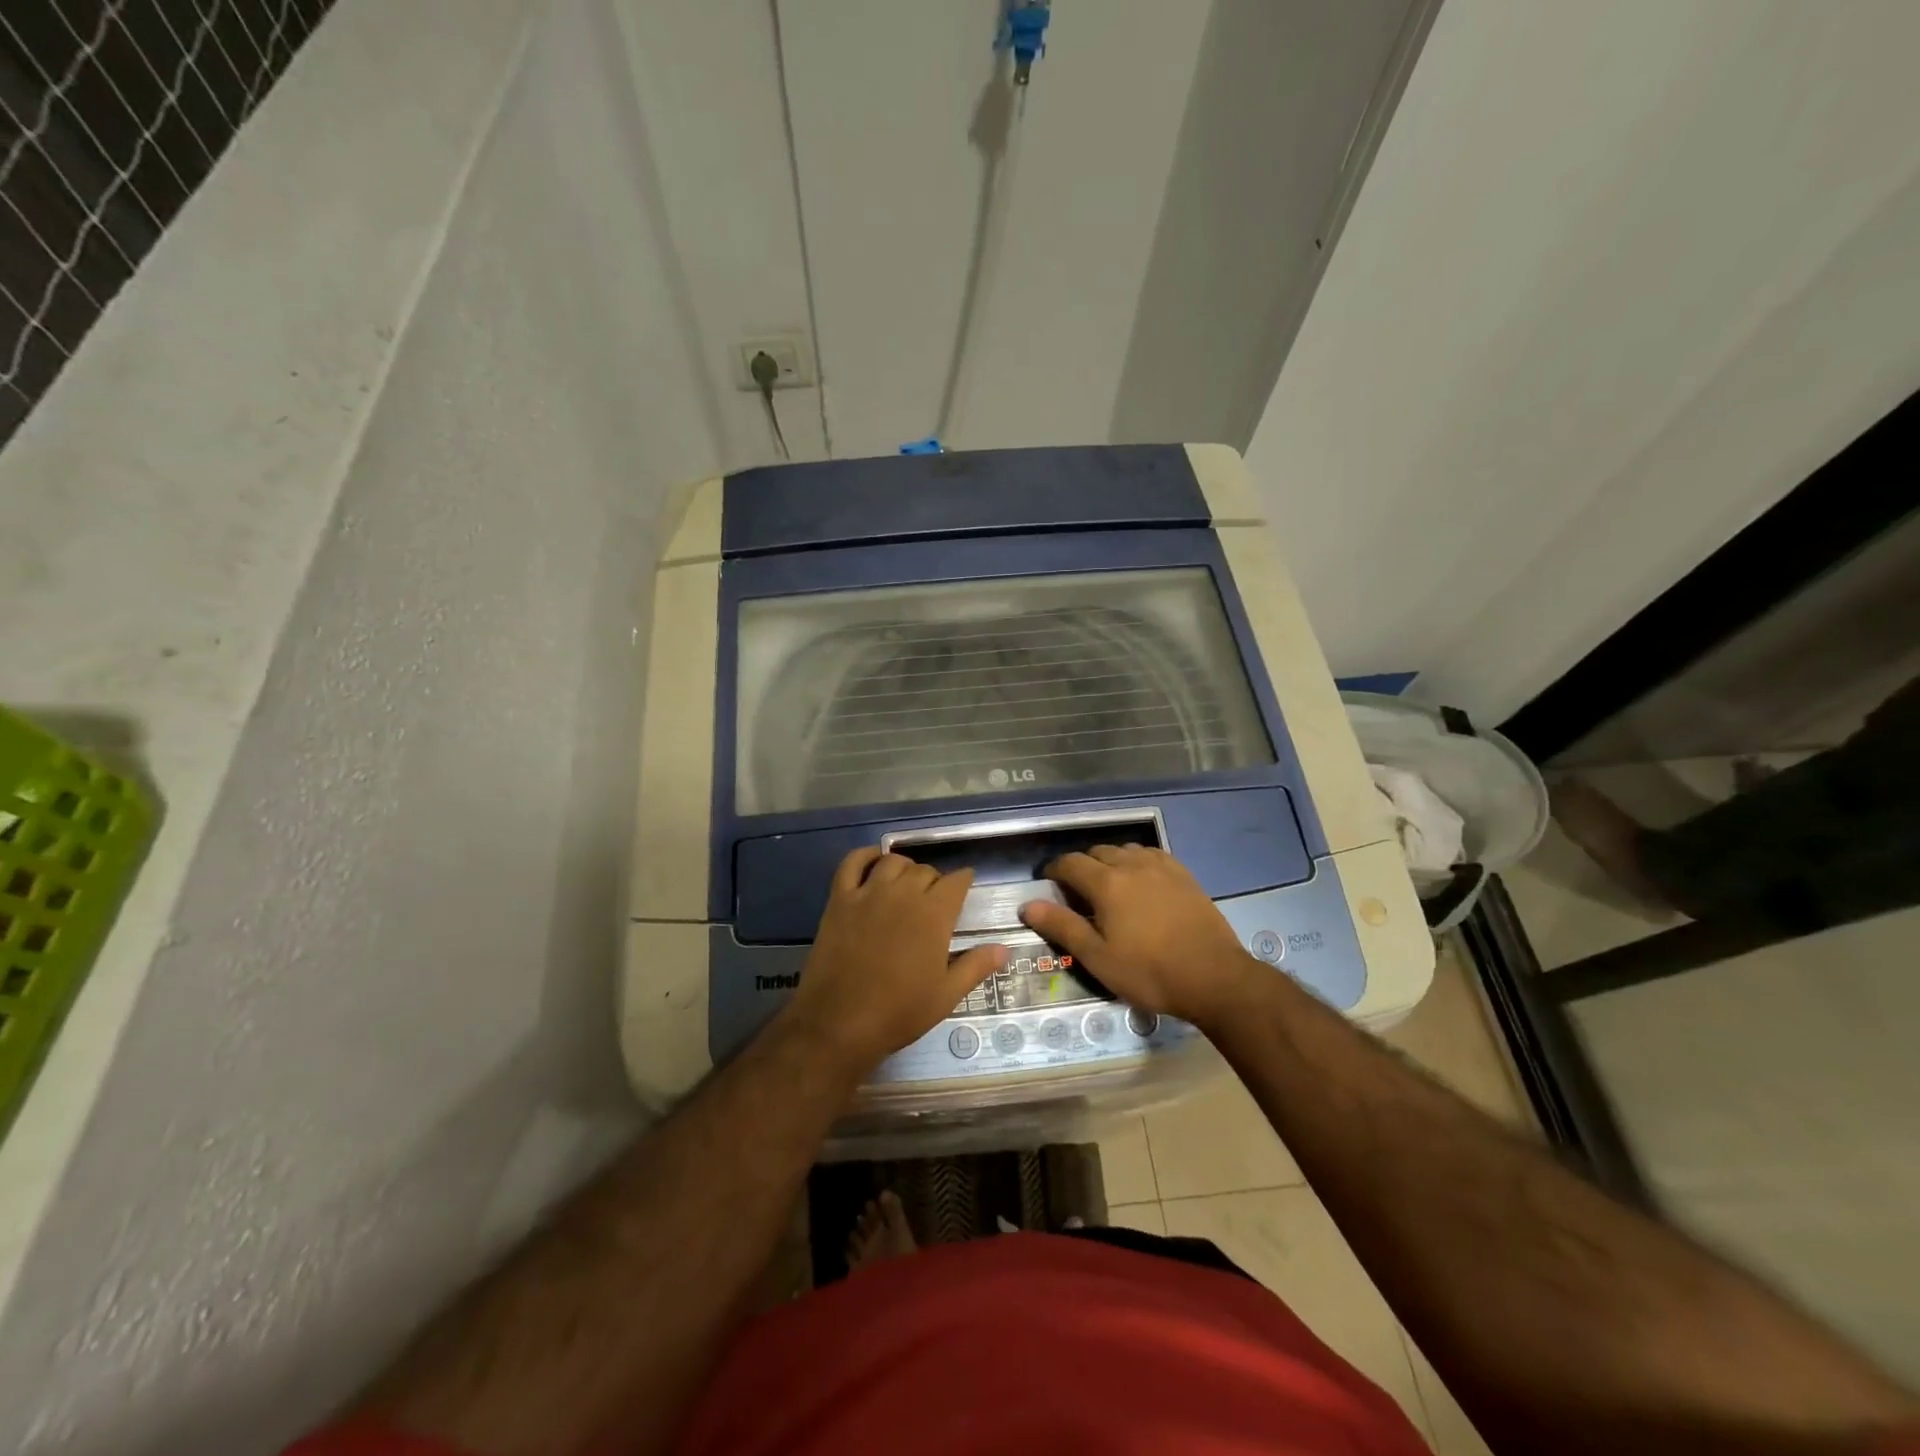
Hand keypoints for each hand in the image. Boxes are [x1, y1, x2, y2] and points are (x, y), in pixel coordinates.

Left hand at [781, 847, 1006, 1075]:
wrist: (839, 1022)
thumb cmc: (899, 1012)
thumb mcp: (946, 995)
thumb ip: (976, 966)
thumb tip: (1003, 948)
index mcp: (934, 914)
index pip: (956, 881)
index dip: (963, 882)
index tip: (964, 888)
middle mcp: (903, 894)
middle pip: (925, 870)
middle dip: (935, 881)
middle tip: (934, 900)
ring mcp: (868, 893)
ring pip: (892, 862)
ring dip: (904, 868)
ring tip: (906, 884)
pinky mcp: (840, 899)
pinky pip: (852, 863)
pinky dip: (864, 856)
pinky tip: (872, 863)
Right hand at [1019, 844, 1258, 1028]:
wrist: (1214, 977)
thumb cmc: (1149, 972)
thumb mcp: (1098, 958)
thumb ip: (1062, 927)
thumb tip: (1028, 905)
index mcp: (1106, 883)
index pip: (1070, 863)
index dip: (1054, 870)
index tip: (1048, 883)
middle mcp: (1131, 865)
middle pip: (1097, 852)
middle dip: (1081, 866)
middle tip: (1077, 891)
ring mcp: (1161, 867)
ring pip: (1125, 851)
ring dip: (1110, 861)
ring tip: (1108, 885)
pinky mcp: (1184, 874)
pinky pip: (1152, 855)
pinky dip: (1137, 862)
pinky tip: (1141, 881)